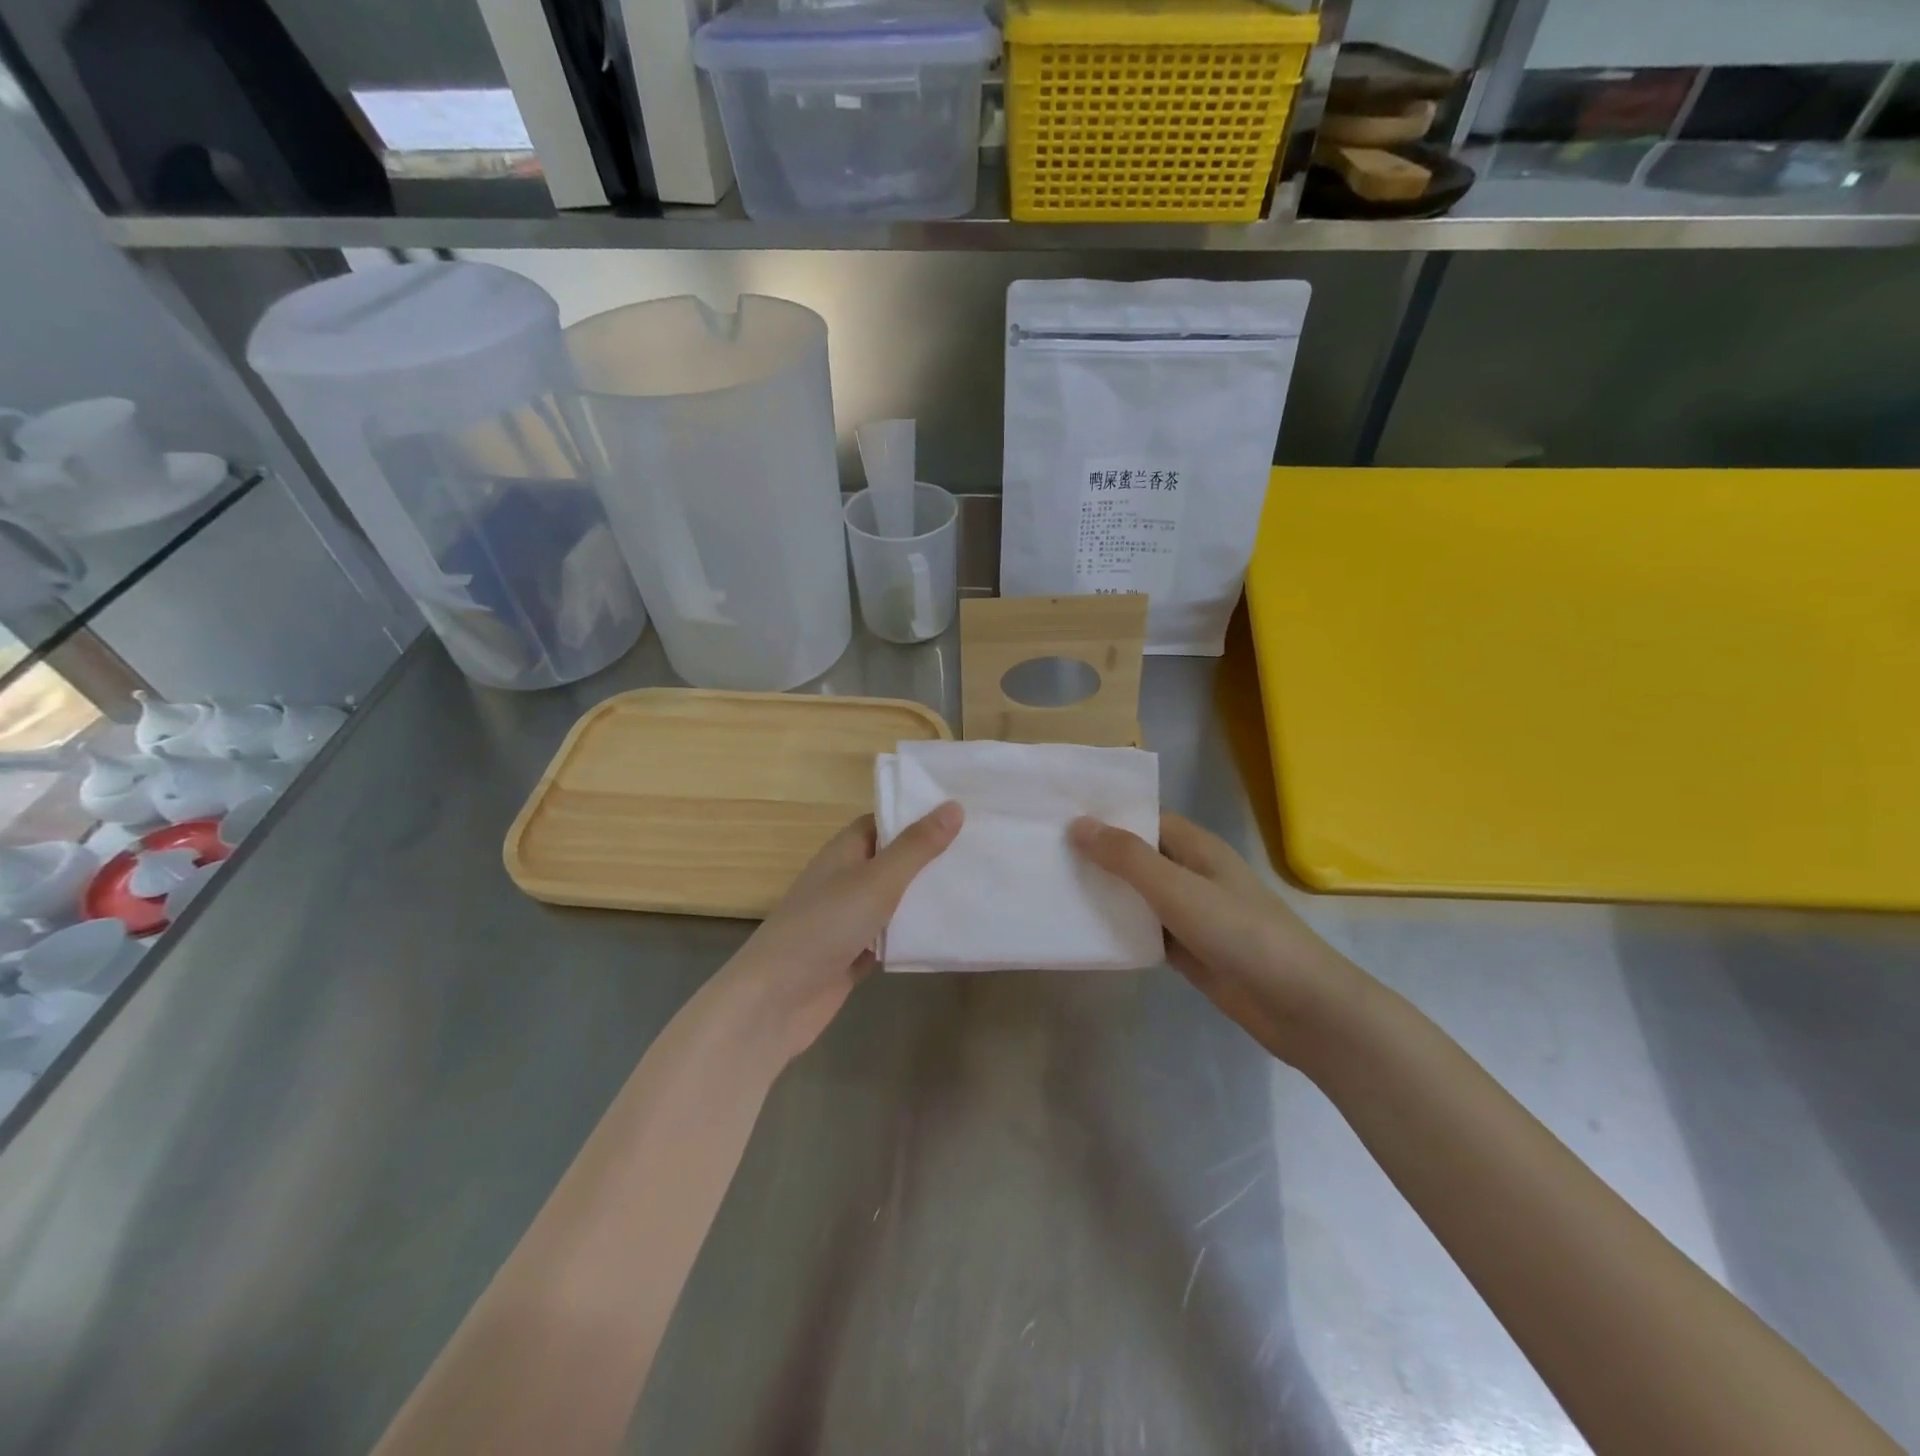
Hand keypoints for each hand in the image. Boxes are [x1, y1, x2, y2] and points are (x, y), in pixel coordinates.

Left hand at [723, 802, 962, 1060]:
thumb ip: (916, 847)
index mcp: (845, 851)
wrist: (776, 1000)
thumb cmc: (825, 926)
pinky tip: (949, 934)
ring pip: (895, 901)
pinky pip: (891, 938)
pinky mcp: (854, 955)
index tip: (963, 812)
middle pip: (893, 860)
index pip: (885, 821)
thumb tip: (954, 806)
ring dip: (925, 898)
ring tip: (977, 887)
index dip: (918, 815)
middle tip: (982, 850)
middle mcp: (846, 880)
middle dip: (930, 858)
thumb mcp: (877, 880)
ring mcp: (848, 920)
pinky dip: (913, 936)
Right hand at [1068, 812, 1362, 1069]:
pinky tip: (1084, 931)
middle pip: (1137, 856)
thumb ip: (1128, 857)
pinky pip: (1144, 931)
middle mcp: (1192, 874)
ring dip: (1105, 893)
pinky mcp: (1188, 950)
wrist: (1300, 1006)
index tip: (1057, 814)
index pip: (1144, 817)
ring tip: (1052, 886)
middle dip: (1097, 854)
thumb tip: (1078, 824)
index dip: (1105, 815)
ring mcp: (1190, 914)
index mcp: (1196, 848)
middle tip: (1043, 852)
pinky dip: (1120, 929)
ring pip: (1138, 895)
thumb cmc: (1241, 934)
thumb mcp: (1178, 889)